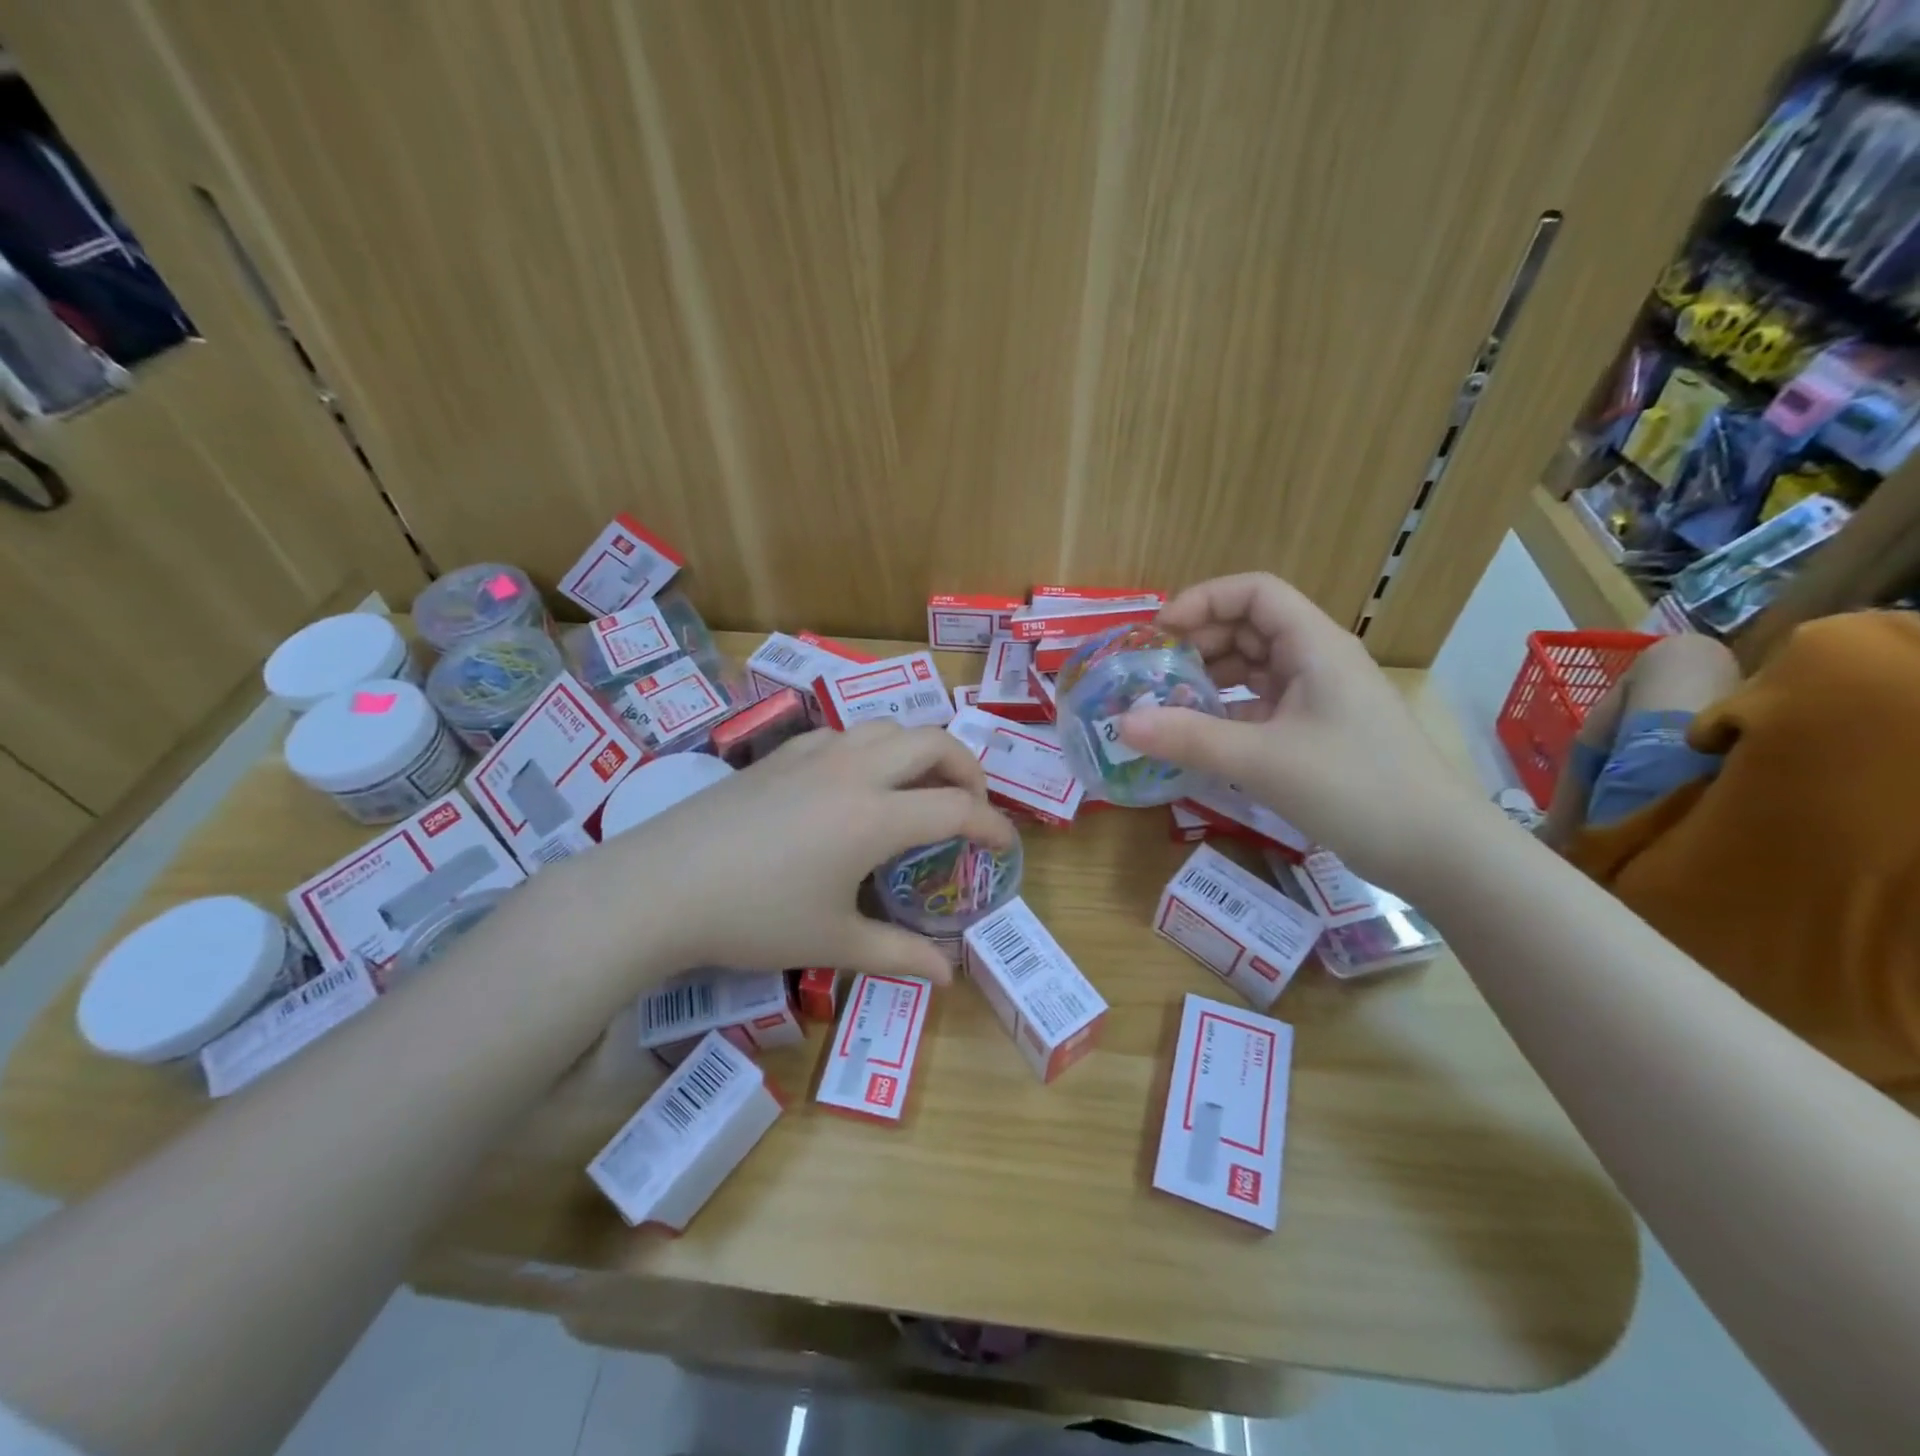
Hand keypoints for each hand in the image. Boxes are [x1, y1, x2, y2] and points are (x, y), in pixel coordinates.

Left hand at [605, 723, 1014, 981]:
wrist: (661, 886)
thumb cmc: (754, 918)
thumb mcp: (834, 943)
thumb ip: (900, 955)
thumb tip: (949, 976)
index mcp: (876, 816)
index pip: (958, 807)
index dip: (993, 826)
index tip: (1007, 846)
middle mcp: (855, 771)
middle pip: (935, 742)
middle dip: (969, 768)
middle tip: (971, 807)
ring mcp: (815, 754)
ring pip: (889, 726)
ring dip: (920, 750)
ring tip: (920, 788)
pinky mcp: (781, 754)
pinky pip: (845, 733)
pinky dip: (872, 748)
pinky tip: (855, 783)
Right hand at [1118, 573, 1489, 889]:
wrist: (1437, 850)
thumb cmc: (1355, 788)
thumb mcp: (1263, 760)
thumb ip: (1190, 739)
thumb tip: (1123, 723)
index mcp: (1314, 646)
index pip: (1255, 592)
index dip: (1204, 600)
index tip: (1160, 632)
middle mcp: (1317, 661)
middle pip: (1250, 627)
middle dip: (1199, 643)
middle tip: (1155, 674)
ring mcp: (1320, 699)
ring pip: (1255, 669)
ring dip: (1211, 680)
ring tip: (1168, 705)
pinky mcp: (1317, 733)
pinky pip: (1262, 707)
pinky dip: (1228, 713)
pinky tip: (1199, 738)